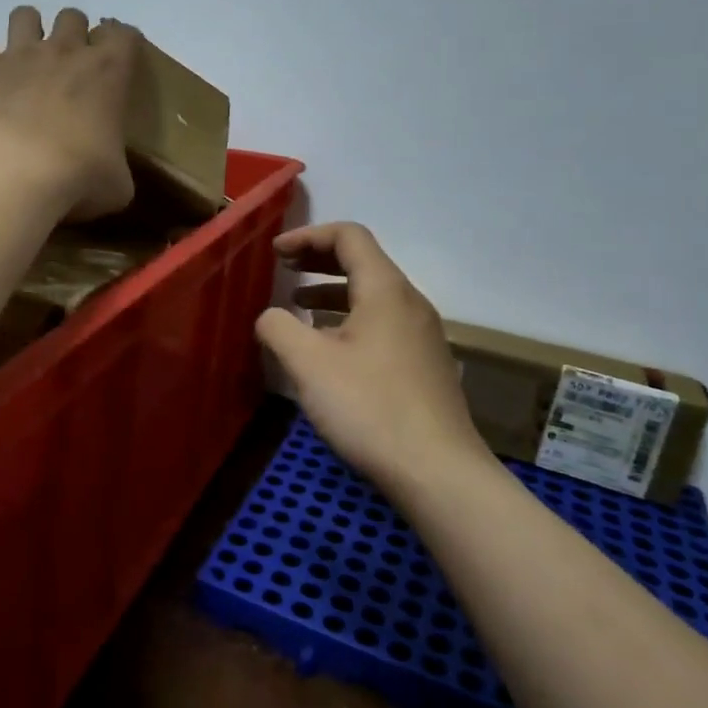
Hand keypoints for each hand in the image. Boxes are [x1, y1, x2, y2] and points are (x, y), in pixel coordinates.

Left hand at [0, 6, 139, 220]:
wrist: (15, 173)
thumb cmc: (78, 176)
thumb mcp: (117, 185)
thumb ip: (116, 170)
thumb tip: (110, 179)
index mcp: (108, 72)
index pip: (123, 35)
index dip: (122, 44)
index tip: (118, 63)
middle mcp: (65, 51)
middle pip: (73, 17)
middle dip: (73, 34)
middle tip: (70, 67)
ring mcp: (20, 55)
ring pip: (25, 15)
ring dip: (28, 31)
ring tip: (28, 60)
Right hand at [256, 223, 495, 497]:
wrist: (438, 471)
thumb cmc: (369, 407)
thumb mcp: (308, 364)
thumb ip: (279, 328)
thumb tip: (270, 317)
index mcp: (385, 290)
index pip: (349, 236)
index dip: (308, 236)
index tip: (276, 253)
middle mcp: (410, 303)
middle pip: (363, 261)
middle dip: (319, 259)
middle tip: (284, 269)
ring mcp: (423, 335)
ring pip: (373, 295)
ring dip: (332, 292)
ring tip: (299, 307)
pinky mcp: (425, 365)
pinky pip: (382, 323)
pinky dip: (349, 319)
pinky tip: (330, 350)